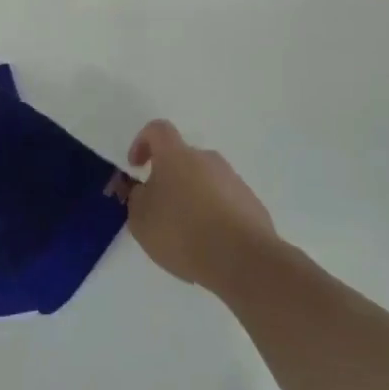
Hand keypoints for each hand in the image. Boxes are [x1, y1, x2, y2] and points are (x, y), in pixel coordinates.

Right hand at [123, 120, 275, 291]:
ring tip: (187, 234)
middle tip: (161, 210)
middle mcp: (207, 159)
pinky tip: (210, 245)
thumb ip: (136, 198)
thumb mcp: (140, 219)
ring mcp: (233, 180)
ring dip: (193, 199)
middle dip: (170, 179)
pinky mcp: (252, 205)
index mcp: (176, 155)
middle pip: (184, 159)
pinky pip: (225, 203)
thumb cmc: (182, 231)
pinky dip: (214, 216)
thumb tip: (145, 190)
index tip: (136, 168)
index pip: (158, 130)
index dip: (142, 142)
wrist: (242, 259)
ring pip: (205, 182)